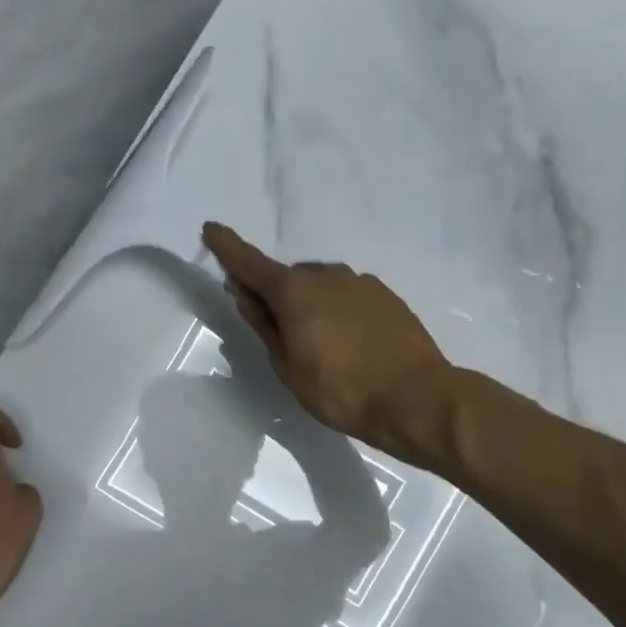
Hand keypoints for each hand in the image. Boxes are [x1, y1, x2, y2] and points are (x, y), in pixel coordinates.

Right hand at [204, 222, 454, 469]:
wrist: (415, 398)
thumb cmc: (340, 390)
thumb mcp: (288, 366)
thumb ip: (263, 325)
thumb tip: (243, 292)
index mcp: (295, 291)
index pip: (250, 263)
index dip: (227, 247)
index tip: (211, 228)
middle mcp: (327, 275)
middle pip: (289, 278)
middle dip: (277, 296)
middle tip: (278, 333)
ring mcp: (361, 283)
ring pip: (321, 286)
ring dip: (311, 304)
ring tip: (320, 346)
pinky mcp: (386, 296)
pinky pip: (348, 296)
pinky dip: (338, 310)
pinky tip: (349, 343)